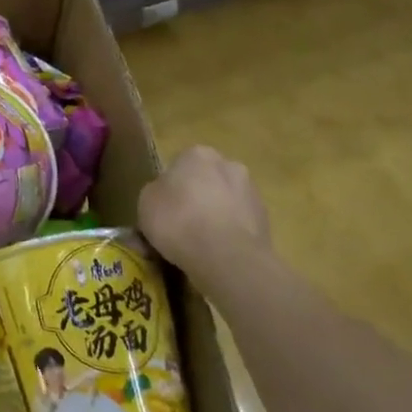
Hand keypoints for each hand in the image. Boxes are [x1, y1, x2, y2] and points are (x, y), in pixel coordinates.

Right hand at [138, 145, 269, 274]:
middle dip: (195, 198)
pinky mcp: (266, 222)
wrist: (226, 257)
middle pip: (205, 181)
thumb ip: (156, 191)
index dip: (168, 187)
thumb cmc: (178, 220)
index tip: (161, 207)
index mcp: (198, 154)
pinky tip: (214, 255)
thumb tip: (166, 194)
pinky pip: (237, 225)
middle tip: (179, 224)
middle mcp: (229, 165)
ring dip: (213, 217)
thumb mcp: (146, 202)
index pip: (179, 164)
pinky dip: (227, 235)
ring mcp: (252, 193)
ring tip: (196, 246)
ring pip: (224, 203)